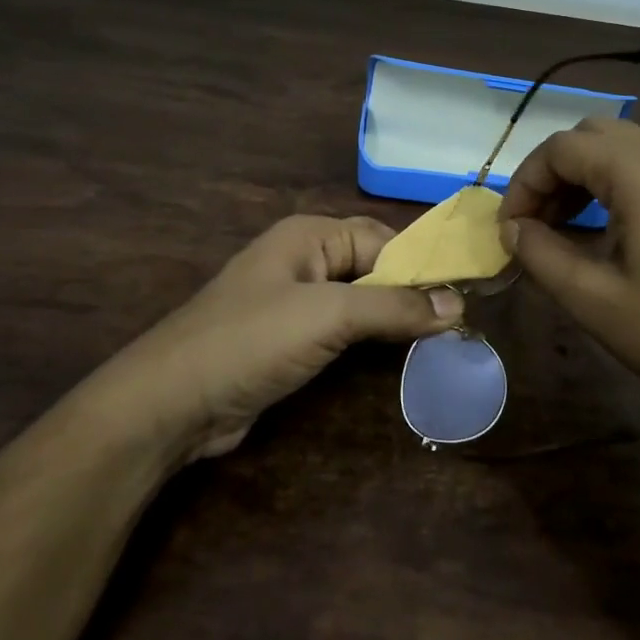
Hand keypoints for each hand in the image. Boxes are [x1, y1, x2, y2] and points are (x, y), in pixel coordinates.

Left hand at [80, 215, 463, 460]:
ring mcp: (295, 303)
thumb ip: (395, 306)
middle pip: (374, 268)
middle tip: (460, 322)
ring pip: (360, 302)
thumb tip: (459, 304)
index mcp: (310, 236)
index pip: (384, 240)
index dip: (424, 265)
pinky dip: (370, 340)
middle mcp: (304, 260)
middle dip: (412, 292)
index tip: (466, 296)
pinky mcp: (290, 341)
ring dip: (394, 318)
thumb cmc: (251, 341)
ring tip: (442, 340)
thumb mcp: (329, 315)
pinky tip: (398, 356)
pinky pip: (342, 331)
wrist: (172, 403)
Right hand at [498, 118, 639, 413]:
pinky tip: (610, 231)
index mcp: (639, 171)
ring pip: (622, 148)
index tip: (509, 229)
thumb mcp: (593, 299)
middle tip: (535, 225)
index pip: (560, 149)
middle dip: (553, 174)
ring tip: (564, 229)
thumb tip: (512, 228)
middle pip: (591, 137)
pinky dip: (617, 184)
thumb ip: (541, 254)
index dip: (524, 184)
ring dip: (584, 177)